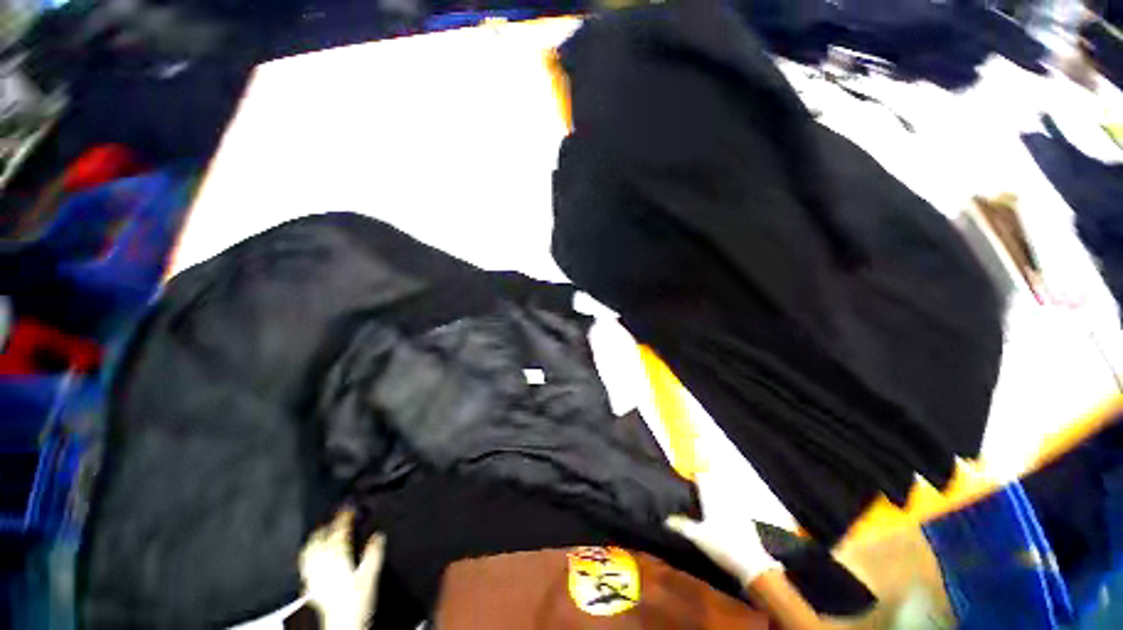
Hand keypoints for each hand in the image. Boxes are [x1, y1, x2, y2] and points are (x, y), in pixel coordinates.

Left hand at [299, 509, 385, 629]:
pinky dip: (310, 554)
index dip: (344, 516)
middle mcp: (321, 563)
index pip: (339, 530)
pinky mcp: (308, 586)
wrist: (340, 625)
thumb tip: (377, 535)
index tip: (349, 506)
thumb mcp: (370, 575)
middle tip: (336, 517)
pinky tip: (314, 556)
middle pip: (319, 537)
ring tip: (322, 531)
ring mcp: (312, 574)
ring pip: (309, 549)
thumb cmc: (355, 602)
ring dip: (316, 537)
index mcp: (337, 556)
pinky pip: (305, 563)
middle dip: (327, 524)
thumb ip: (373, 553)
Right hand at [665, 468, 781, 587]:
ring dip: (715, 483)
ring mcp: (736, 505)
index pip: (702, 476)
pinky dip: (724, 495)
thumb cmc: (721, 546)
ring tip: (706, 487)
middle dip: (704, 475)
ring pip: (724, 487)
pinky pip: (732, 498)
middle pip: (714, 479)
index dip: (694, 471)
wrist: (752, 563)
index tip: (686, 470)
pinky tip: (721, 504)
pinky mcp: (744, 515)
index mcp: (711, 498)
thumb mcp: (697, 537)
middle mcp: (724, 497)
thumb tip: (665, 519)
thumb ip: (681, 526)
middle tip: (695, 477)